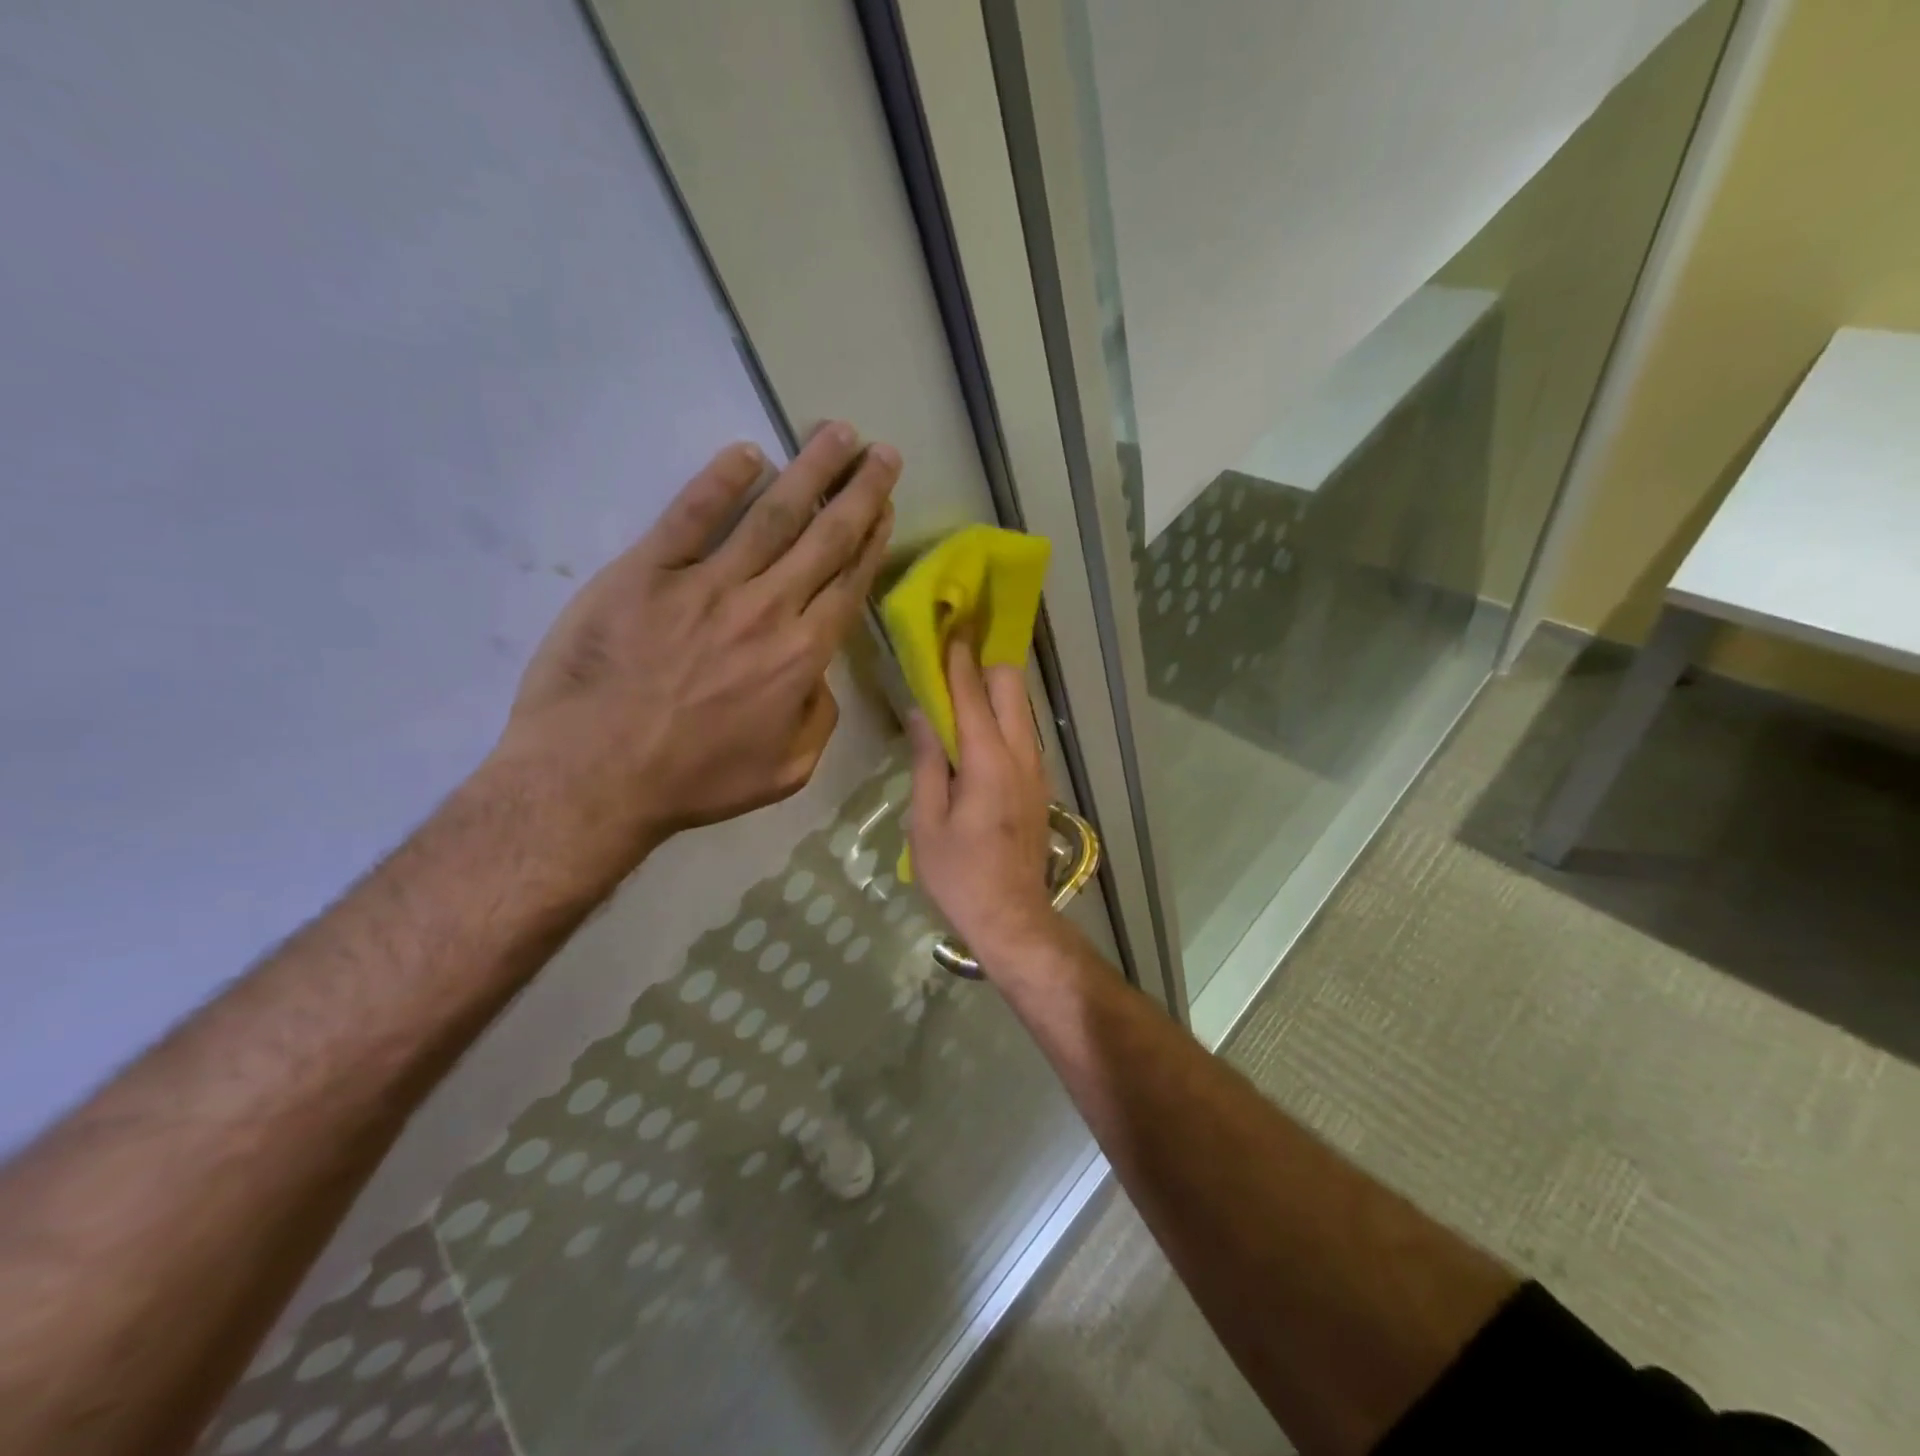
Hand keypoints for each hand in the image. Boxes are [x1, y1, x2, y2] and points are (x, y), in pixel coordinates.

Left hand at [492, 423, 897, 881]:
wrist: (593, 778)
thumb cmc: (693, 781)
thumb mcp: (785, 771)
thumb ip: (819, 719)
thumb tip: (819, 676)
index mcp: (801, 656)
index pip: (848, 583)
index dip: (872, 539)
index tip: (887, 505)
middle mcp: (766, 608)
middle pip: (824, 537)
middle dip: (860, 490)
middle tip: (882, 452)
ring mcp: (706, 584)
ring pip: (772, 514)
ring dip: (810, 470)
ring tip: (837, 433)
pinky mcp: (647, 571)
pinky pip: (691, 515)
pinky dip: (720, 480)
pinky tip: (747, 454)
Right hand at [906, 640, 1059, 972]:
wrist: (1012, 917)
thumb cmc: (959, 875)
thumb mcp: (927, 821)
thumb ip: (927, 761)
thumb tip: (920, 714)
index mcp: (987, 761)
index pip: (972, 693)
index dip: (957, 659)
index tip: (948, 628)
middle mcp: (1020, 754)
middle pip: (1011, 685)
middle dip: (983, 665)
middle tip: (951, 662)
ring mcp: (1037, 768)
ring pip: (1022, 707)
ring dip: (994, 691)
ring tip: (960, 692)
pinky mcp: (1041, 783)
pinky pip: (1024, 732)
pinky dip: (1003, 717)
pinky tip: (977, 732)